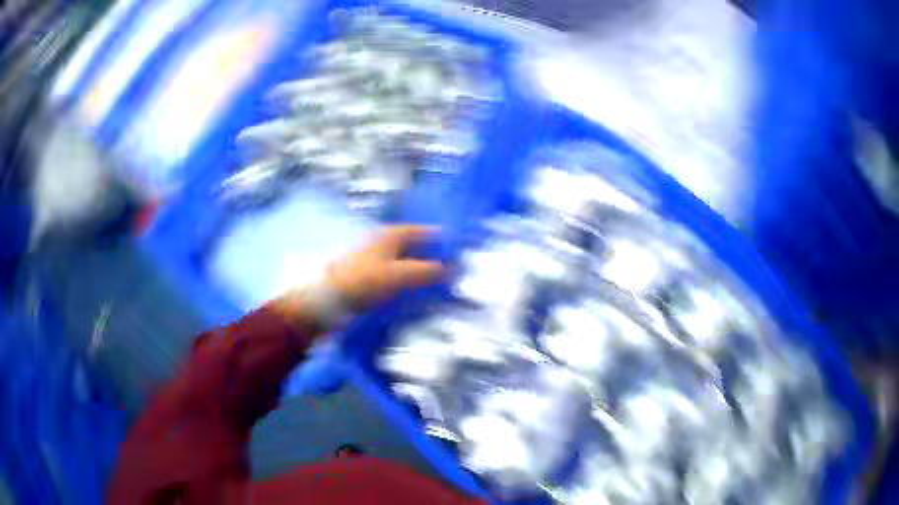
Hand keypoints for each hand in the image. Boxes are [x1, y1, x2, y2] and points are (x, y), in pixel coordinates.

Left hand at [326, 225, 444, 310]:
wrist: (328, 299)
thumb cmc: (364, 280)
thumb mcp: (399, 274)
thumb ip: (426, 271)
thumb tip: (452, 268)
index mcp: (390, 235)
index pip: (421, 231)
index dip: (439, 238)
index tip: (458, 248)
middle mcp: (382, 243)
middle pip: (413, 247)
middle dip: (432, 256)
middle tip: (452, 269)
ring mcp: (373, 261)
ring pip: (404, 263)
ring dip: (419, 271)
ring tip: (439, 285)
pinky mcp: (367, 278)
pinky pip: (394, 277)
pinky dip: (407, 283)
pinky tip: (415, 295)